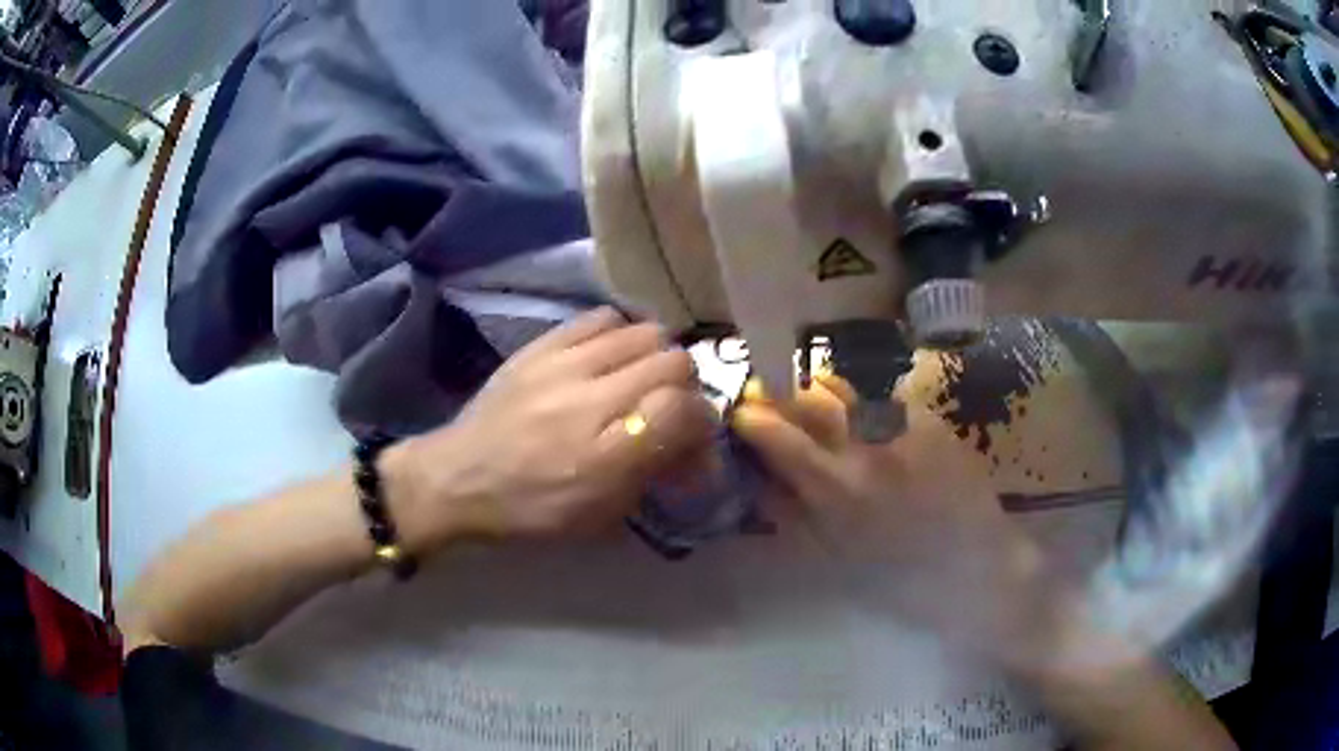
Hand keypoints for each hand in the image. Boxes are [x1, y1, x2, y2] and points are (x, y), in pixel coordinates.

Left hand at [386, 308, 715, 549]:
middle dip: (685, 386)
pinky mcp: (541, 344)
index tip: (693, 435)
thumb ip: (654, 473)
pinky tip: (609, 356)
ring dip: (655, 356)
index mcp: (607, 457)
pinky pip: (602, 317)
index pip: (686, 410)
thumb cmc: (532, 510)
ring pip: (645, 332)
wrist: (458, 478)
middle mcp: (591, 402)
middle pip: (674, 362)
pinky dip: (619, 334)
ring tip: (640, 377)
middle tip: (668, 406)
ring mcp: (563, 364)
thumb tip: (692, 442)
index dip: (702, 421)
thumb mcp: (601, 515)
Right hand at [731, 375, 1062, 669]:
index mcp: (831, 488)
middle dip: (780, 392)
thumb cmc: (897, 580)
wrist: (976, 571)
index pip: (774, 432)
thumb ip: (790, 513)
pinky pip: (884, 395)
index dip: (750, 417)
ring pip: (845, 385)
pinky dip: (863, 400)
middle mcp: (863, 446)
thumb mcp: (832, 557)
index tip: (742, 416)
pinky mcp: (930, 420)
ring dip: (821, 389)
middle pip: (806, 395)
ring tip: (819, 401)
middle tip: (774, 399)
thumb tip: (757, 477)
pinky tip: (867, 417)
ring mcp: (900, 427)